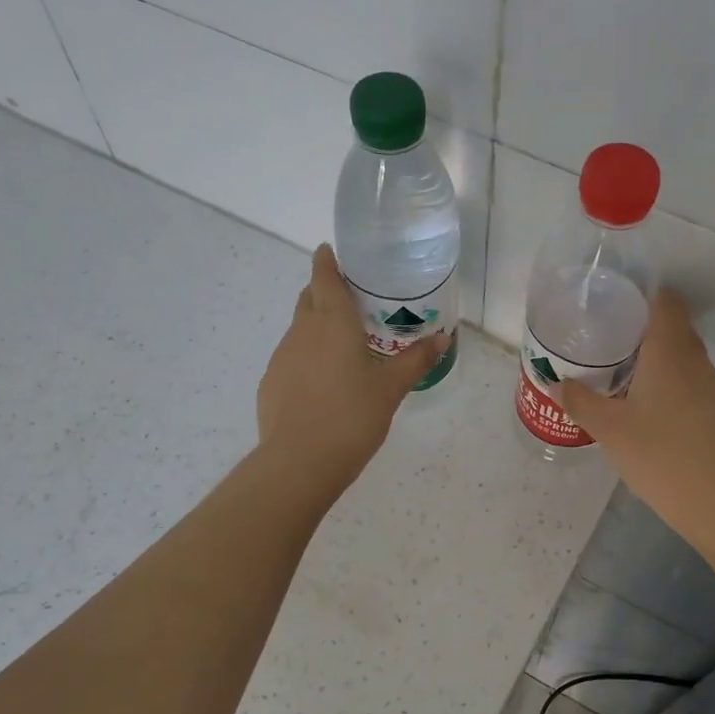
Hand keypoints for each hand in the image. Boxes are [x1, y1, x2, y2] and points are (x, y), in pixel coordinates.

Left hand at [256, 244, 447, 498]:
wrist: (300, 461)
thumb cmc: (352, 416)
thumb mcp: (391, 388)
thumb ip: (416, 360)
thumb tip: (443, 338)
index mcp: (333, 322)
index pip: (324, 277)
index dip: (326, 261)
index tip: (330, 251)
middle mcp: (302, 331)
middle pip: (309, 298)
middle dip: (324, 291)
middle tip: (352, 301)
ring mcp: (282, 356)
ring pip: (300, 329)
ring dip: (317, 327)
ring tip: (343, 345)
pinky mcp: (271, 382)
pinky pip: (292, 357)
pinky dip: (307, 357)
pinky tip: (324, 382)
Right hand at [555, 289, 714, 555]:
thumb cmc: (661, 456)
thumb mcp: (609, 429)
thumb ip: (581, 401)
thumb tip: (558, 382)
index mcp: (670, 351)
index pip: (666, 301)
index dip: (643, 294)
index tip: (614, 302)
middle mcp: (694, 359)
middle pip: (673, 325)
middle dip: (641, 326)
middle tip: (605, 336)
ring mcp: (710, 385)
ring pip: (681, 354)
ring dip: (654, 355)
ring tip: (618, 368)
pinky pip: (688, 378)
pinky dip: (666, 378)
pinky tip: (643, 402)